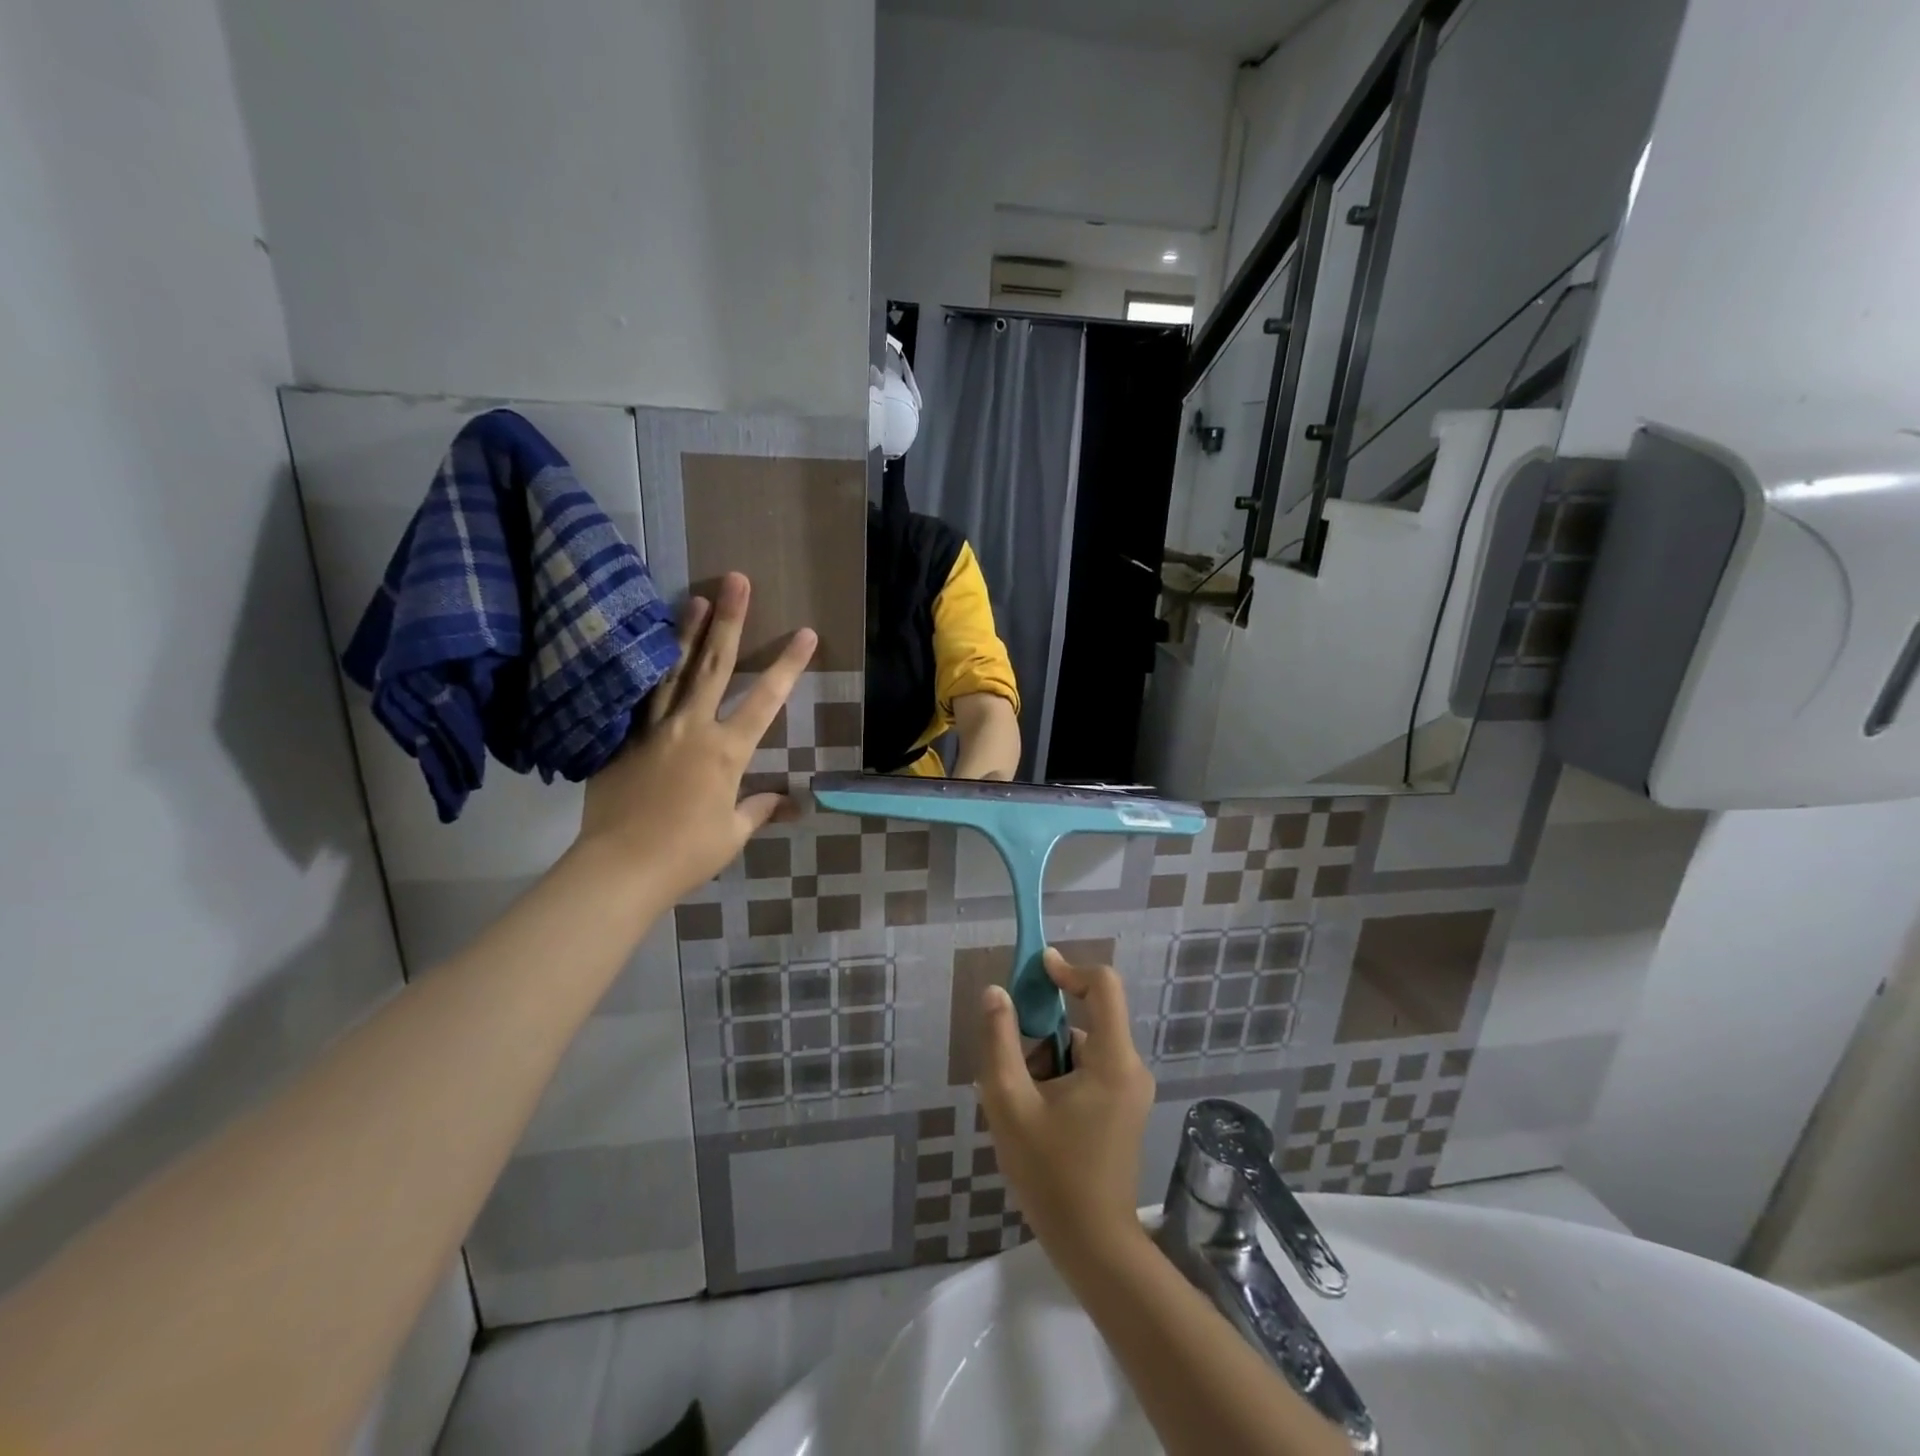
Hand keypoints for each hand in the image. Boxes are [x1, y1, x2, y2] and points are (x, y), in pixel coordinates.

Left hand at [575, 572, 814, 903]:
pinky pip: (639, 698)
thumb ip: (760, 808)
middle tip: (738, 580)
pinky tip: (647, 650)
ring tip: (697, 597)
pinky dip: (647, 671)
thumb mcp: (733, 833)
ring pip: (673, 671)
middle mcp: (692, 728)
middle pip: (715, 666)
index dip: (789, 665)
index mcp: (727, 751)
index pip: (766, 700)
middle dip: (731, 621)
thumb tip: (793, 803)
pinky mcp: (623, 739)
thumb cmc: (687, 852)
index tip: (806, 633)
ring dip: (687, 632)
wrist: (620, 866)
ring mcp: (653, 729)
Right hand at [977, 949, 1154, 1259]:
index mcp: (1113, 1060)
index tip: (1034, 971)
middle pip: (1084, 1021)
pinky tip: (1038, 1121)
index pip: (1102, 985)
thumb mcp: (1009, 1103)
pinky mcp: (1124, 1110)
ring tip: (1021, 1108)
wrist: (1094, 1247)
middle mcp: (1130, 1067)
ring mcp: (1130, 1091)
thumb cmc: (1051, 1174)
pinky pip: (1088, 1072)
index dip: (1069, 969)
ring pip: (1081, 1049)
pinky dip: (1059, 1080)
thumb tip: (996, 992)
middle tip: (1011, 1075)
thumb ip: (999, 1041)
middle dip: (1041, 1036)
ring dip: (1046, 1063)